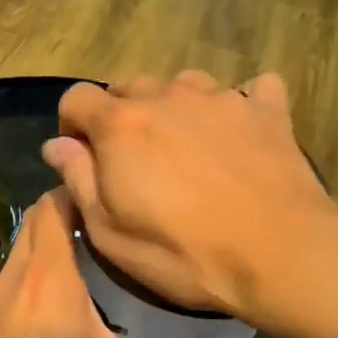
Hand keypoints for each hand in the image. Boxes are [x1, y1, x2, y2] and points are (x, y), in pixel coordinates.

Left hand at [0, 189, 212, 337]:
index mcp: (49, 281)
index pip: (53, 205)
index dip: (78, 189)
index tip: (114, 194)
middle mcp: (14, 281)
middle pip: (34, 220)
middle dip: (68, 210)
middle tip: (113, 224)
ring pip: (20, 249)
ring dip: (50, 242)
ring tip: (95, 257)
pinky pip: (11, 278)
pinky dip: (35, 270)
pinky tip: (63, 302)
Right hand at [43, 71, 335, 319]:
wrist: (280, 253)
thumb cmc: (184, 253)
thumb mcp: (112, 233)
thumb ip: (79, 179)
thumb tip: (57, 144)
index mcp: (122, 124)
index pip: (77, 97)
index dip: (72, 123)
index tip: (83, 155)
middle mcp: (168, 96)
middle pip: (130, 87)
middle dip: (122, 116)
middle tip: (138, 161)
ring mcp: (222, 98)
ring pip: (185, 84)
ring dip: (176, 107)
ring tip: (189, 145)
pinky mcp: (267, 110)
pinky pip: (252, 89)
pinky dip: (243, 104)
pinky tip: (245, 130)